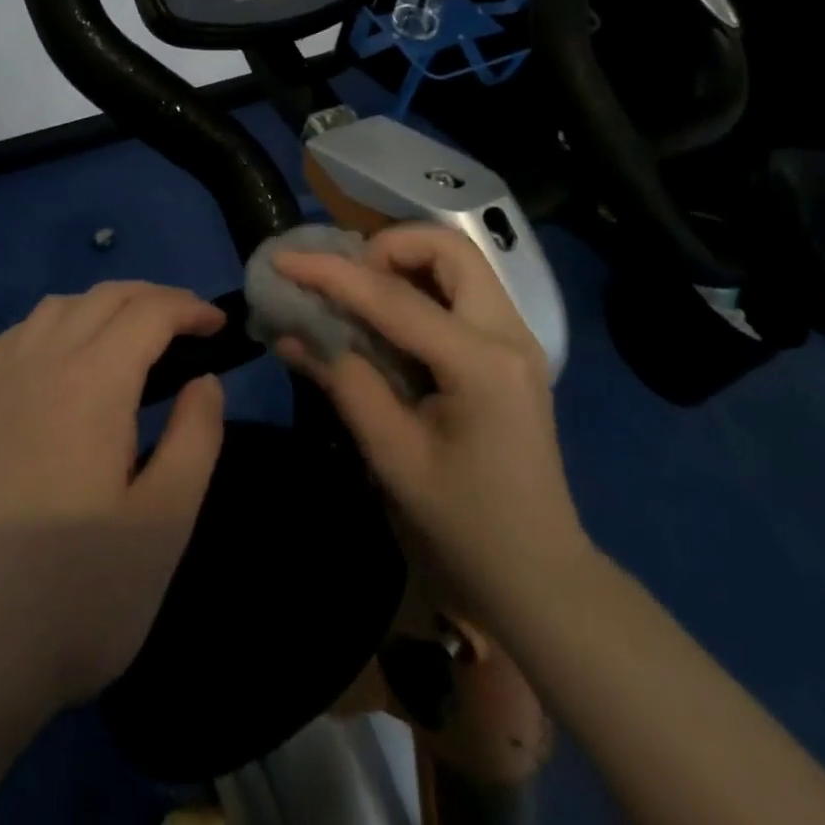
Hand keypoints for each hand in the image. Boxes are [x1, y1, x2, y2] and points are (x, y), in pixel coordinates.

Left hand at [0, 282, 227, 714]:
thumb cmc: (73, 595)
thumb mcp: (164, 525)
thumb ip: (197, 439)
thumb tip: (204, 382)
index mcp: (92, 382)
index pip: (149, 312)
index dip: (190, 308)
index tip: (219, 326)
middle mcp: (39, 363)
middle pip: (103, 298)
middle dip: (154, 298)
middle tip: (188, 327)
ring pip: (55, 308)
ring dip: (102, 307)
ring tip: (130, 339)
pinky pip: (14, 338)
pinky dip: (53, 326)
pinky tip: (59, 361)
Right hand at [274, 225, 589, 635]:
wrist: (539, 576)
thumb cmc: (465, 527)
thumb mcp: (394, 458)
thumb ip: (345, 383)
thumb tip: (291, 333)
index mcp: (481, 363)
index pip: (394, 297)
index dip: (332, 273)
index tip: (284, 258)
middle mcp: (509, 333)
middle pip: (448, 249)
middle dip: (387, 248)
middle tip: (345, 282)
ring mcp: (517, 338)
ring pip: (459, 262)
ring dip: (406, 262)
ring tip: (361, 296)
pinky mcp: (511, 349)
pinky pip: (464, 290)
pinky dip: (421, 285)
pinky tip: (389, 319)